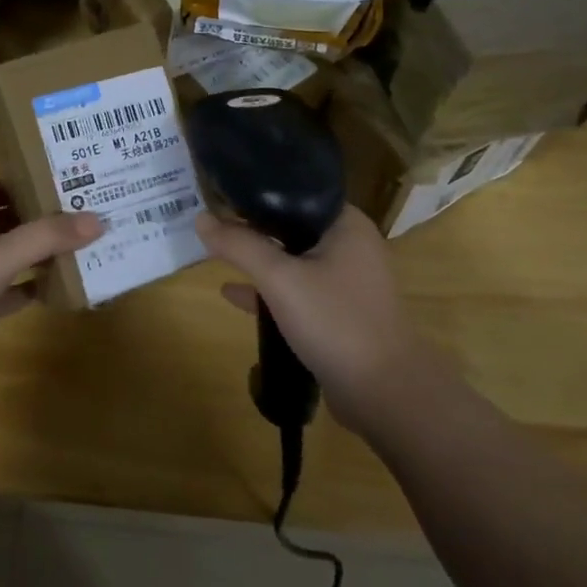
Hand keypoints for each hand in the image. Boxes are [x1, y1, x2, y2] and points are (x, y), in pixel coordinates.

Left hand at [0, 183, 101, 395]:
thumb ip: (46, 237)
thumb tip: (98, 219)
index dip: (30, 183)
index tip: (68, 183)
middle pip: (6, 221)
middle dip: (40, 220)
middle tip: (85, 216)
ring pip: (6, 257)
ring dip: (36, 255)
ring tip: (81, 249)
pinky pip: (4, 292)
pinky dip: (26, 290)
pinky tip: (57, 289)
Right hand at [195, 206, 417, 435]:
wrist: (384, 394)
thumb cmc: (334, 321)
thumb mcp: (279, 279)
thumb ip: (239, 246)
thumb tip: (201, 218)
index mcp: (346, 225)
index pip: (297, 193)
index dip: (258, 193)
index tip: (222, 193)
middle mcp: (350, 246)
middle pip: (292, 226)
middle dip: (252, 228)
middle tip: (213, 223)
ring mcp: (346, 282)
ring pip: (293, 260)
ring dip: (259, 259)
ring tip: (217, 254)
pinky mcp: (339, 312)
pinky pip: (298, 290)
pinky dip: (270, 290)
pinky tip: (234, 294)